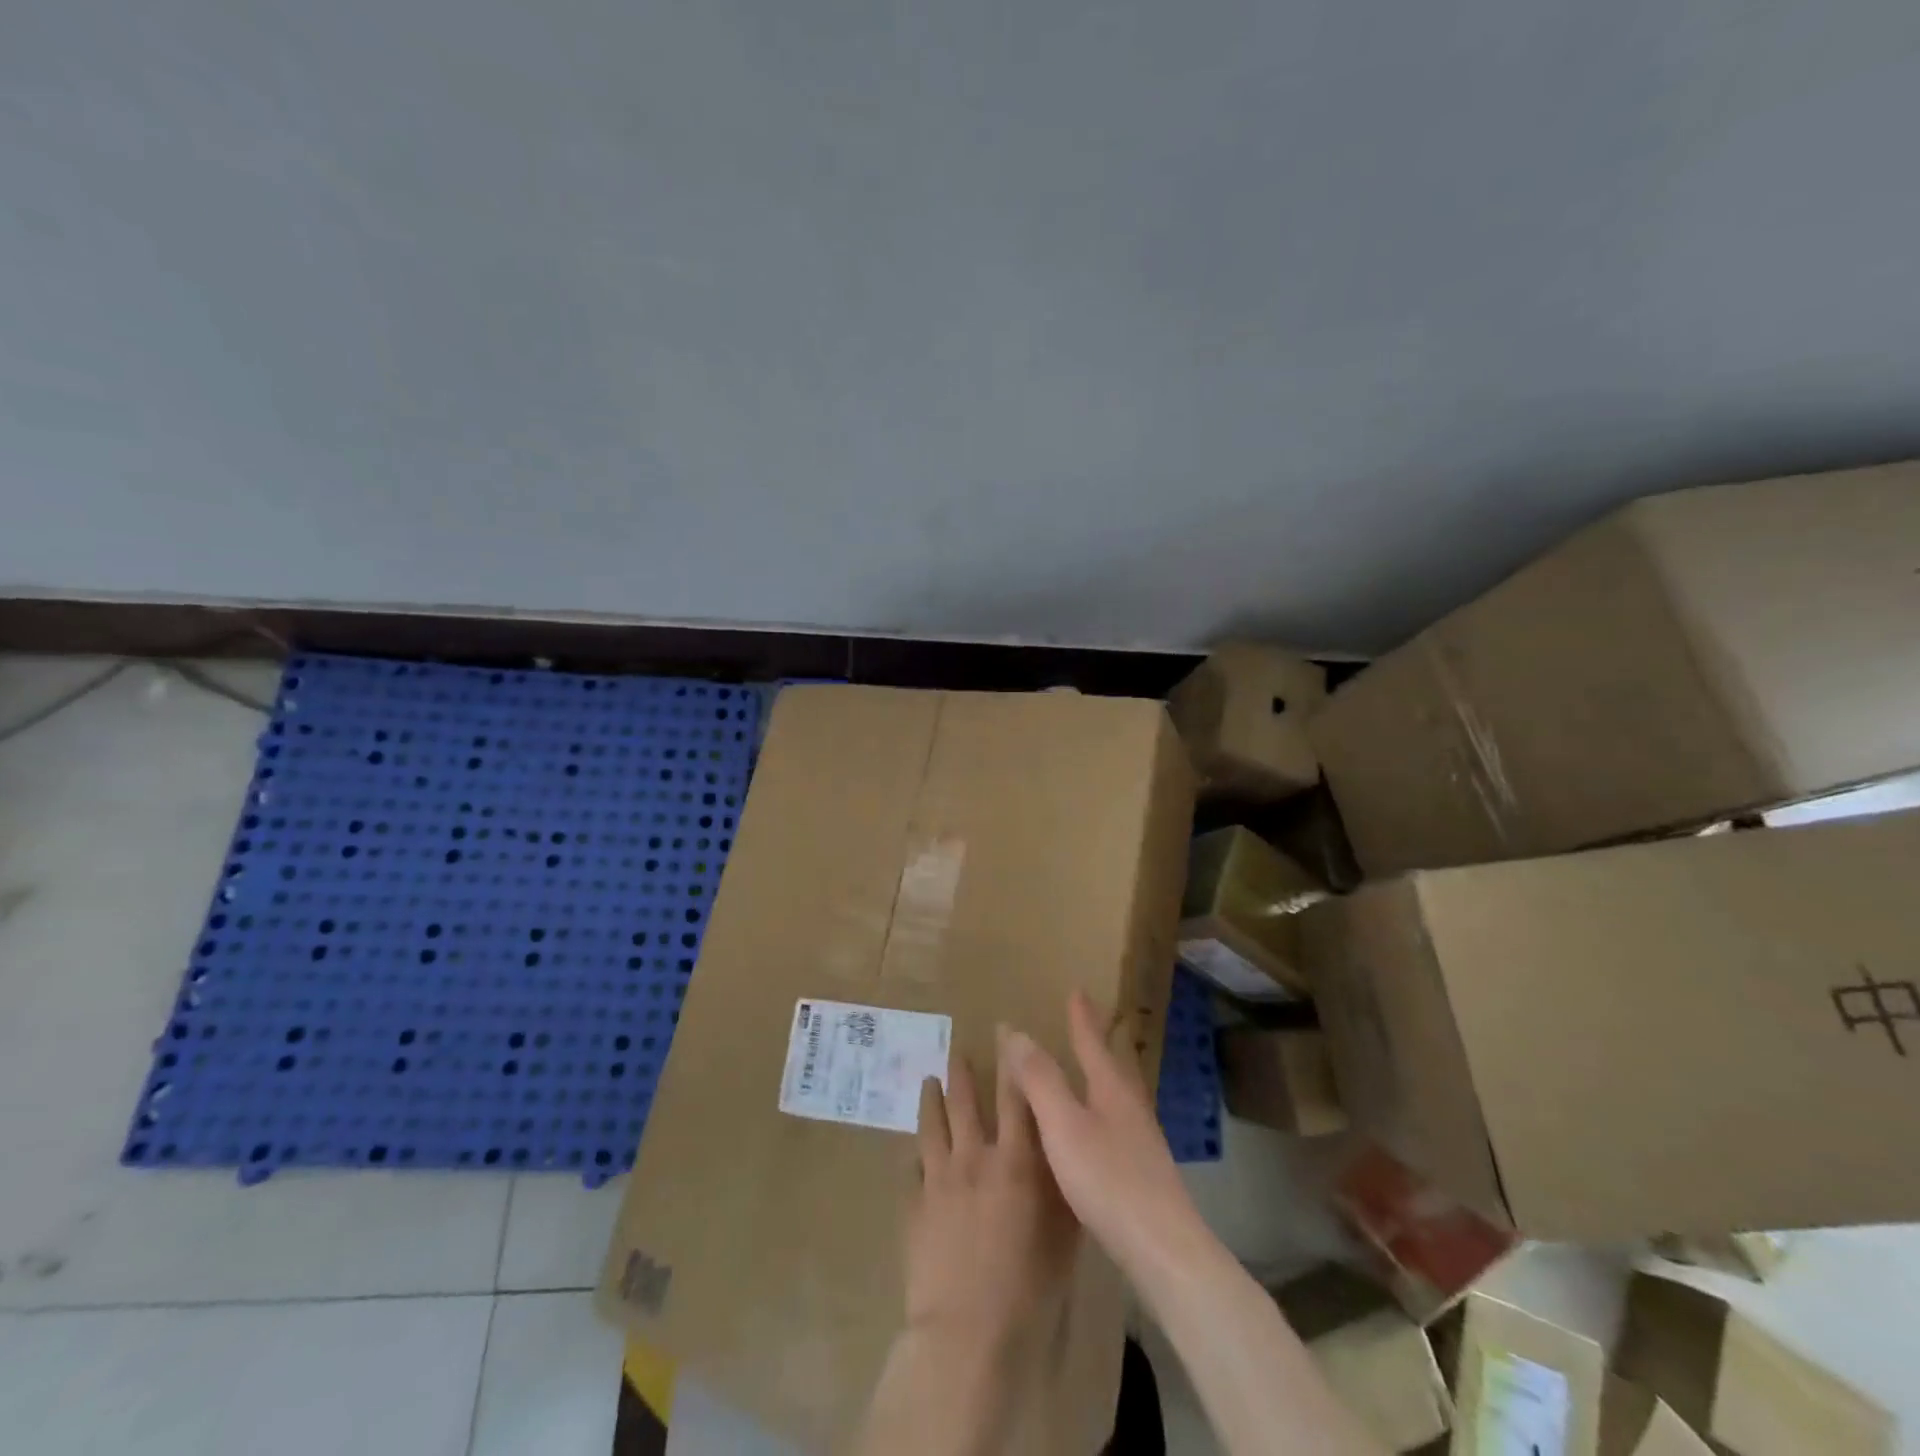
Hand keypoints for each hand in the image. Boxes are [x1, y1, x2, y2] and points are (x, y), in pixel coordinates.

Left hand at [906, 1030, 1079, 1350]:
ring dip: (931, 1098)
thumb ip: (1060, 1187)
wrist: (967, 1330)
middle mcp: (974, 1157)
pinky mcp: (913, 1204)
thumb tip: (1061, 1153)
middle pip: (964, 1101)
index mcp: (1015, 1160)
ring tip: (929, 1080)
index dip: (1011, 1061)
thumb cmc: (1028, 1288)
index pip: (1014, 1096)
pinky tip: (914, 1151)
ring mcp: (938, 1178)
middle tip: (957, 1050)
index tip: (1005, 1033)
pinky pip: (912, 1168)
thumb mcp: (1062, 1234)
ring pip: (932, 1124)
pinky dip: (916, 1155)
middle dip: (962, 1072)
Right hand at [1003, 990, 1201, 1270]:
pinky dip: (1100, 1110)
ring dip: (1100, 1075)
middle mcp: (1131, 1107)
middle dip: (1098, 1042)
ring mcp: (1141, 1141)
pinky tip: (1095, 1132)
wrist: (1163, 1250)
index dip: (1082, 1018)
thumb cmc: (1109, 1180)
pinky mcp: (1143, 1173)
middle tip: (1086, 1021)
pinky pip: (1116, 1124)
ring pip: (1117, 1095)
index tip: (1078, 990)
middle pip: (1113, 1064)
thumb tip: (1016, 1032)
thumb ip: (1040, 1079)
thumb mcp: (1064, 1125)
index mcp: (1112, 1090)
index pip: (1093, 1042)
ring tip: (1088, 1069)